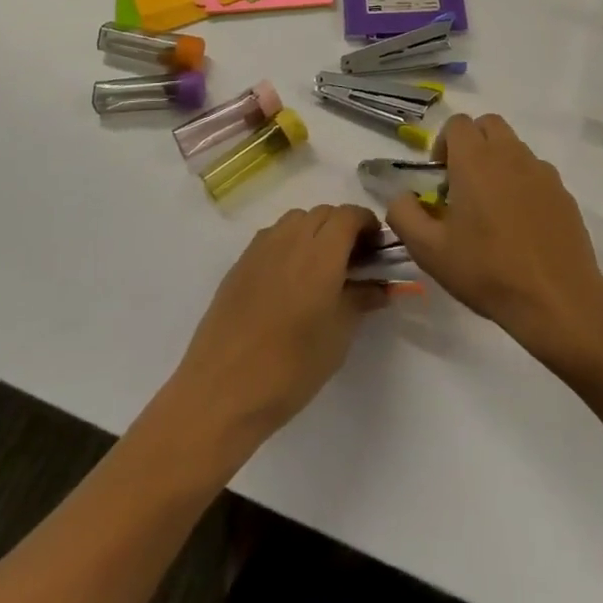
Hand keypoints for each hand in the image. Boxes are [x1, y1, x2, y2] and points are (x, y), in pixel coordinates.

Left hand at [164, 204, 387, 455]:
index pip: (350, 215)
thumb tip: (380, 286)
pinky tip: (290, 278)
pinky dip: (290, 242)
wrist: (223, 389)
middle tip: (354, 260)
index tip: (377, 248)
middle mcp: (291, 238)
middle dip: (343, 227)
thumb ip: (361, 300)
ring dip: (315, 231)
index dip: (367, 224)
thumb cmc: (291, 366)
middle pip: (324, 213)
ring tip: (321, 267)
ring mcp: (261, 247)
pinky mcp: (240, 262)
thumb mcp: (338, 336)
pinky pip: (273, 236)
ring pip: (296, 220)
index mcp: (322, 252)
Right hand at [386, 114, 602, 364]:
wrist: (557, 299)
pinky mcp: (563, 192)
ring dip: (498, 162)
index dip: (443, 143)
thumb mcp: (430, 251)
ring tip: (492, 206)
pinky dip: (524, 183)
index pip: (457, 123)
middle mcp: (510, 154)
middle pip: (488, 125)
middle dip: (472, 143)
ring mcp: (541, 171)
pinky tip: (520, 223)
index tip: (440, 176)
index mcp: (475, 160)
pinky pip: (537, 173)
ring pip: (515, 147)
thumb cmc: (487, 270)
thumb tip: (399, 195)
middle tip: (463, 182)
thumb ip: (404, 214)